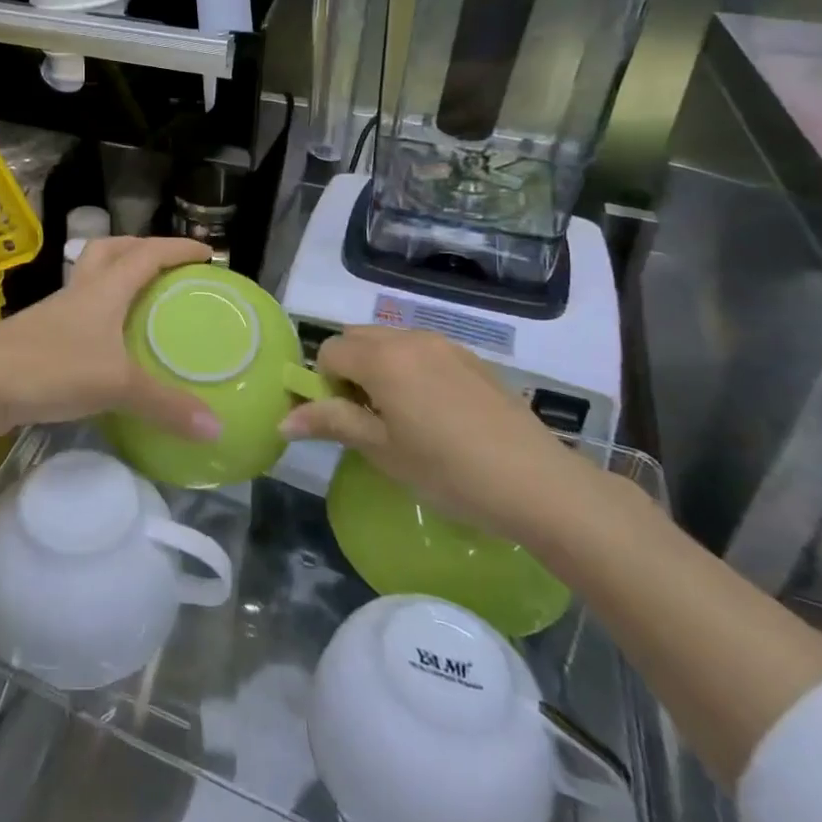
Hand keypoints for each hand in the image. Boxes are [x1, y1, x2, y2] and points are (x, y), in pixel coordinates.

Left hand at [0, 237, 222, 441]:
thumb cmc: (50, 369)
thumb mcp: (116, 386)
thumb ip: (166, 406)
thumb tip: (217, 428)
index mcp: (103, 290)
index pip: (146, 254)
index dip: (177, 249)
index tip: (207, 252)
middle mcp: (78, 292)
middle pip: (110, 251)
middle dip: (140, 248)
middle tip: (167, 264)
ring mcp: (53, 314)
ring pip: (89, 279)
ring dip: (115, 278)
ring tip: (139, 299)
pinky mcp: (36, 338)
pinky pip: (76, 313)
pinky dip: (98, 316)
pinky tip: (106, 344)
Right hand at [279, 327, 598, 546]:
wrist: (537, 482)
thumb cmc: (448, 470)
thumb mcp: (382, 450)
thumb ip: (331, 422)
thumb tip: (284, 418)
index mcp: (381, 358)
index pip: (328, 351)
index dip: (324, 384)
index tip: (343, 421)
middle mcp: (409, 338)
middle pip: (356, 339)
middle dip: (348, 370)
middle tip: (367, 418)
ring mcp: (444, 344)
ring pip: (390, 342)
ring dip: (379, 368)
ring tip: (401, 417)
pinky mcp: (471, 358)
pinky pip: (422, 351)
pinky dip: (411, 370)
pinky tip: (435, 414)